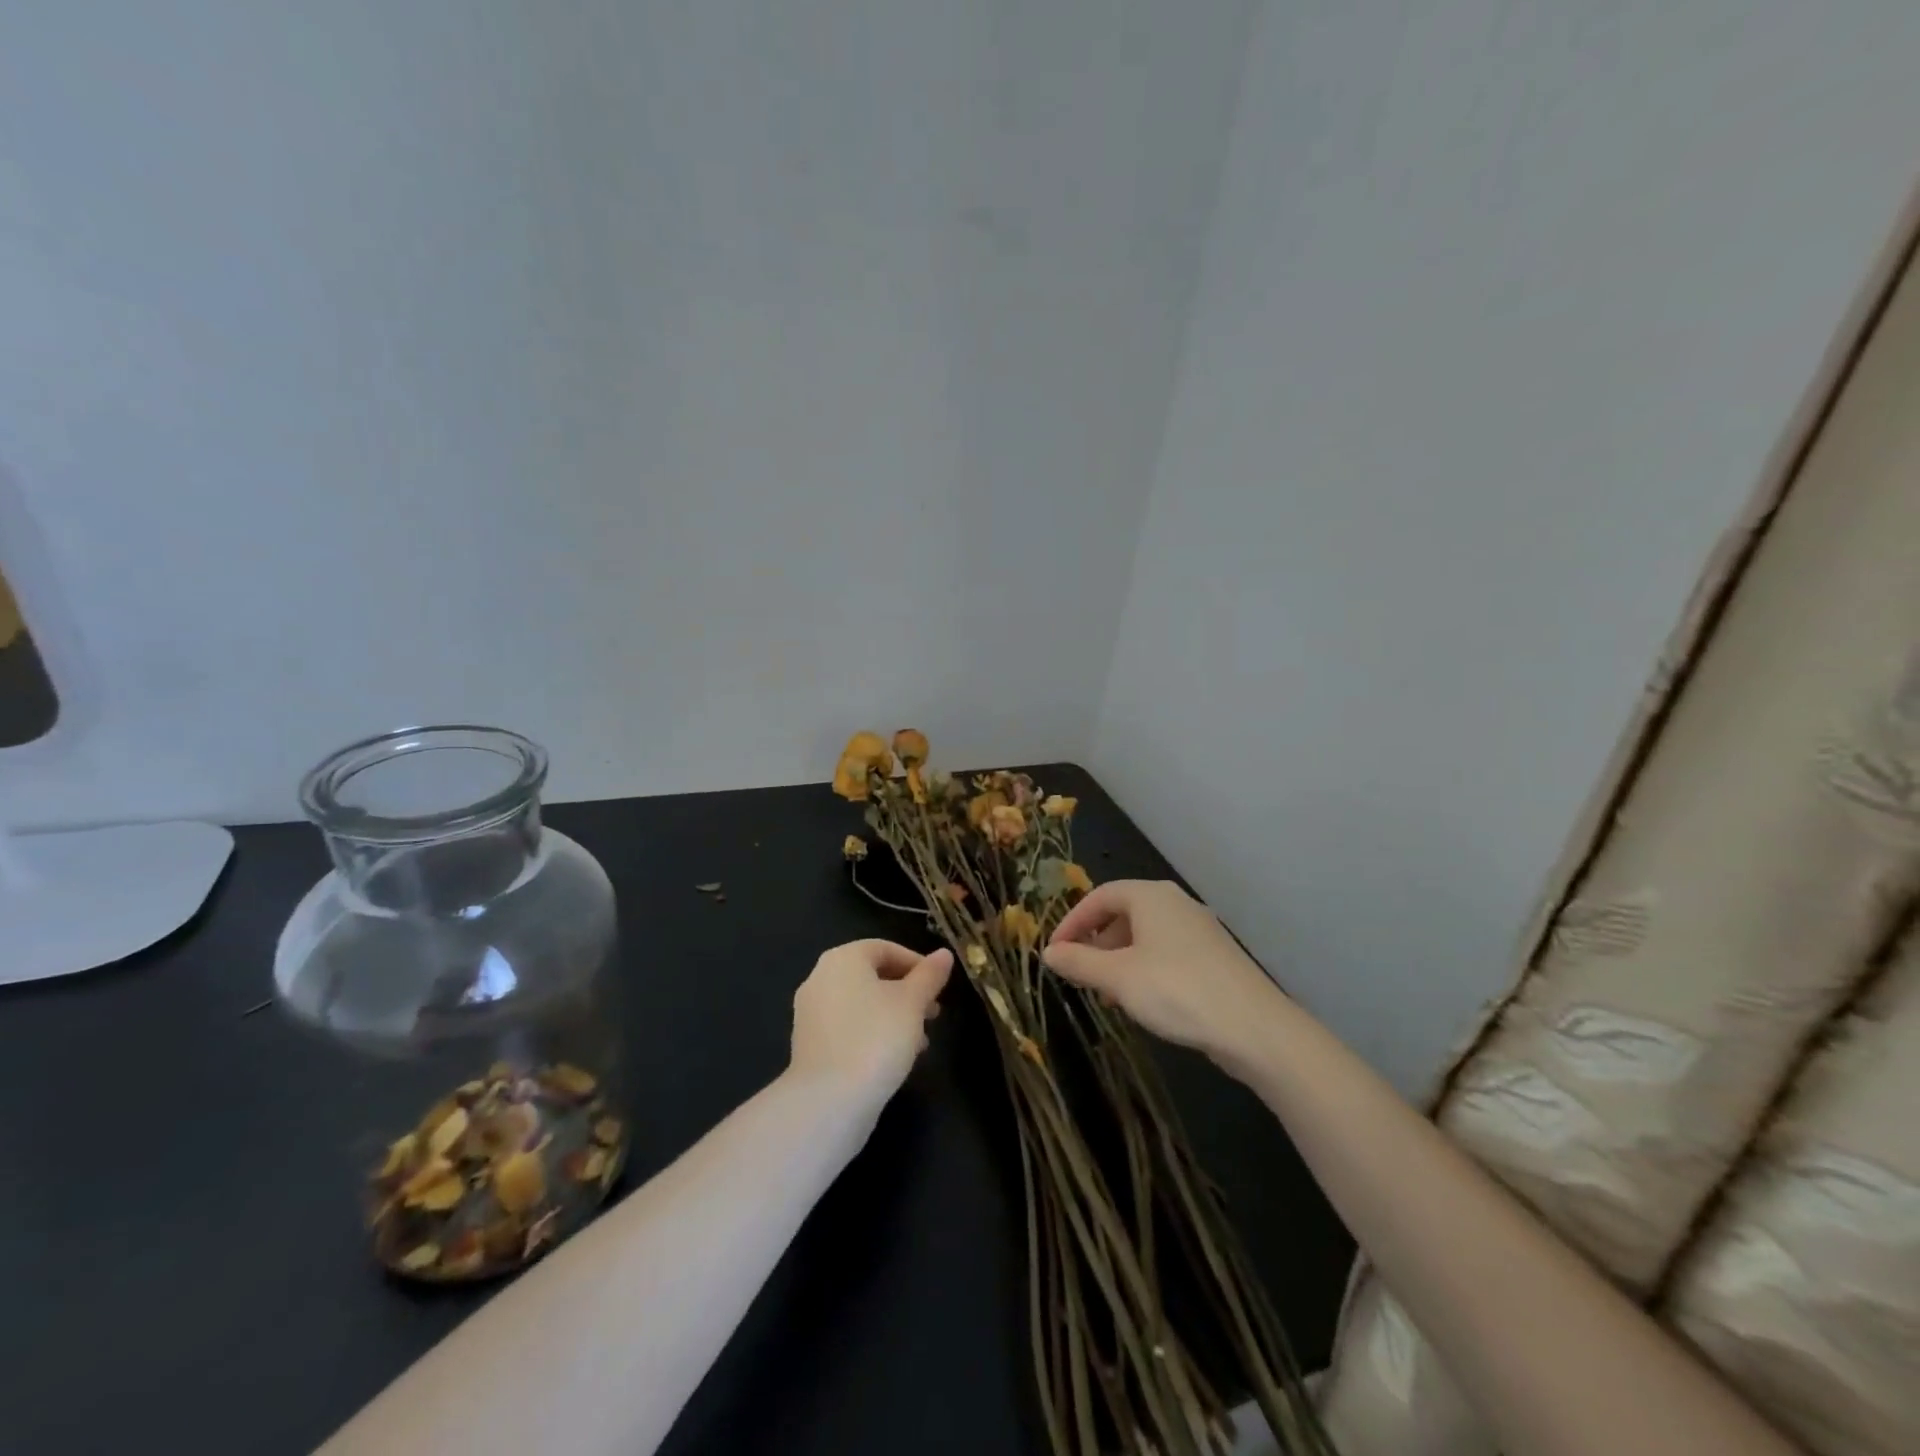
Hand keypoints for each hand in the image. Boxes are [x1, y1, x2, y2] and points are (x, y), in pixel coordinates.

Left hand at [789, 939, 952, 1101]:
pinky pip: (847, 1028)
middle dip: (906, 993)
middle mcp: (820, 978)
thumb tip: (944, 954)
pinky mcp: (809, 1045)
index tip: (939, 986)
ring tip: (920, 1042)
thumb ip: (929, 976)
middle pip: (871, 976)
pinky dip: (871, 1033)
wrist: (829, 1101)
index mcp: (843, 958)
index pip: (884, 948)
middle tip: (933, 1014)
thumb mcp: (913, 1003)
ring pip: (861, 1004)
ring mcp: (810, 1013)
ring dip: (892, 1016)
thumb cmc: (876, 1038)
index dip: (916, 963)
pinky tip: (893, 1058)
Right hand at [1044, 880, 1283, 1063]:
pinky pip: (1167, 951)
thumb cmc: (1176, 991)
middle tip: (1079, 973)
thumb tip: (1049, 953)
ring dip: (1119, 958)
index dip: (1072, 922)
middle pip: (1123, 912)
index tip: (1055, 952)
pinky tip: (1142, 999)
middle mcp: (1175, 903)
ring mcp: (1199, 929)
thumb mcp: (1118, 978)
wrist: (1254, 1028)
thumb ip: (1079, 962)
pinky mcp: (1214, 956)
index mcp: (1150, 896)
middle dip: (1096, 942)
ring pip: (1145, 934)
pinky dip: (1144, 967)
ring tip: (1107, 993)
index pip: (1099, 896)